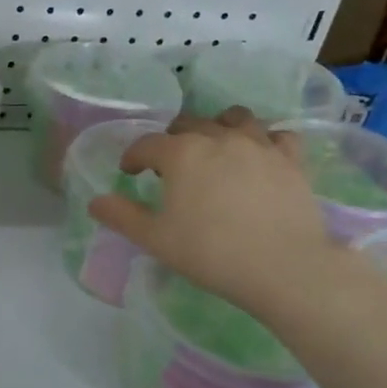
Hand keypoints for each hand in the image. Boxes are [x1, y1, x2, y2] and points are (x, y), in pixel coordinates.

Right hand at [88, 109, 340, 320]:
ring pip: (234, 119)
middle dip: (171, 140)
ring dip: (216, 128)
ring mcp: (259, 144)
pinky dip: (263, 140)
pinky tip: (258, 157)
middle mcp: (219, 137)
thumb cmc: (211, 253)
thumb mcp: (156, 239)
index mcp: (181, 153)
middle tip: (168, 166)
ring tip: (213, 150)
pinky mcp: (291, 160)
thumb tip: (95, 202)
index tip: (129, 173)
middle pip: (188, 124)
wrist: (284, 268)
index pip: (146, 144)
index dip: (133, 157)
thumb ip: (122, 217)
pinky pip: (276, 135)